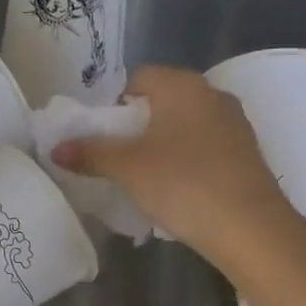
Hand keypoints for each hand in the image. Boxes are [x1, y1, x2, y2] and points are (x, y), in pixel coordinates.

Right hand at [52, 65, 293, 258]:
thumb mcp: (126, 168)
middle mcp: (212, 95)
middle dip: (137, 124)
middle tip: (119, 156)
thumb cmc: (181, 183)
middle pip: (162, 100)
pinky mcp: (247, 153)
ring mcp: (235, 124)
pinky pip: (205, 145)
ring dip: (162, 143)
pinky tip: (177, 188)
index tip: (104, 134)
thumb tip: (56, 148)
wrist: (250, 228)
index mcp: (182, 86)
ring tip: (145, 175)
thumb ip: (89, 153)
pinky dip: (186, 159)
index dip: (114, 102)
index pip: (139, 77)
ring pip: (185, 124)